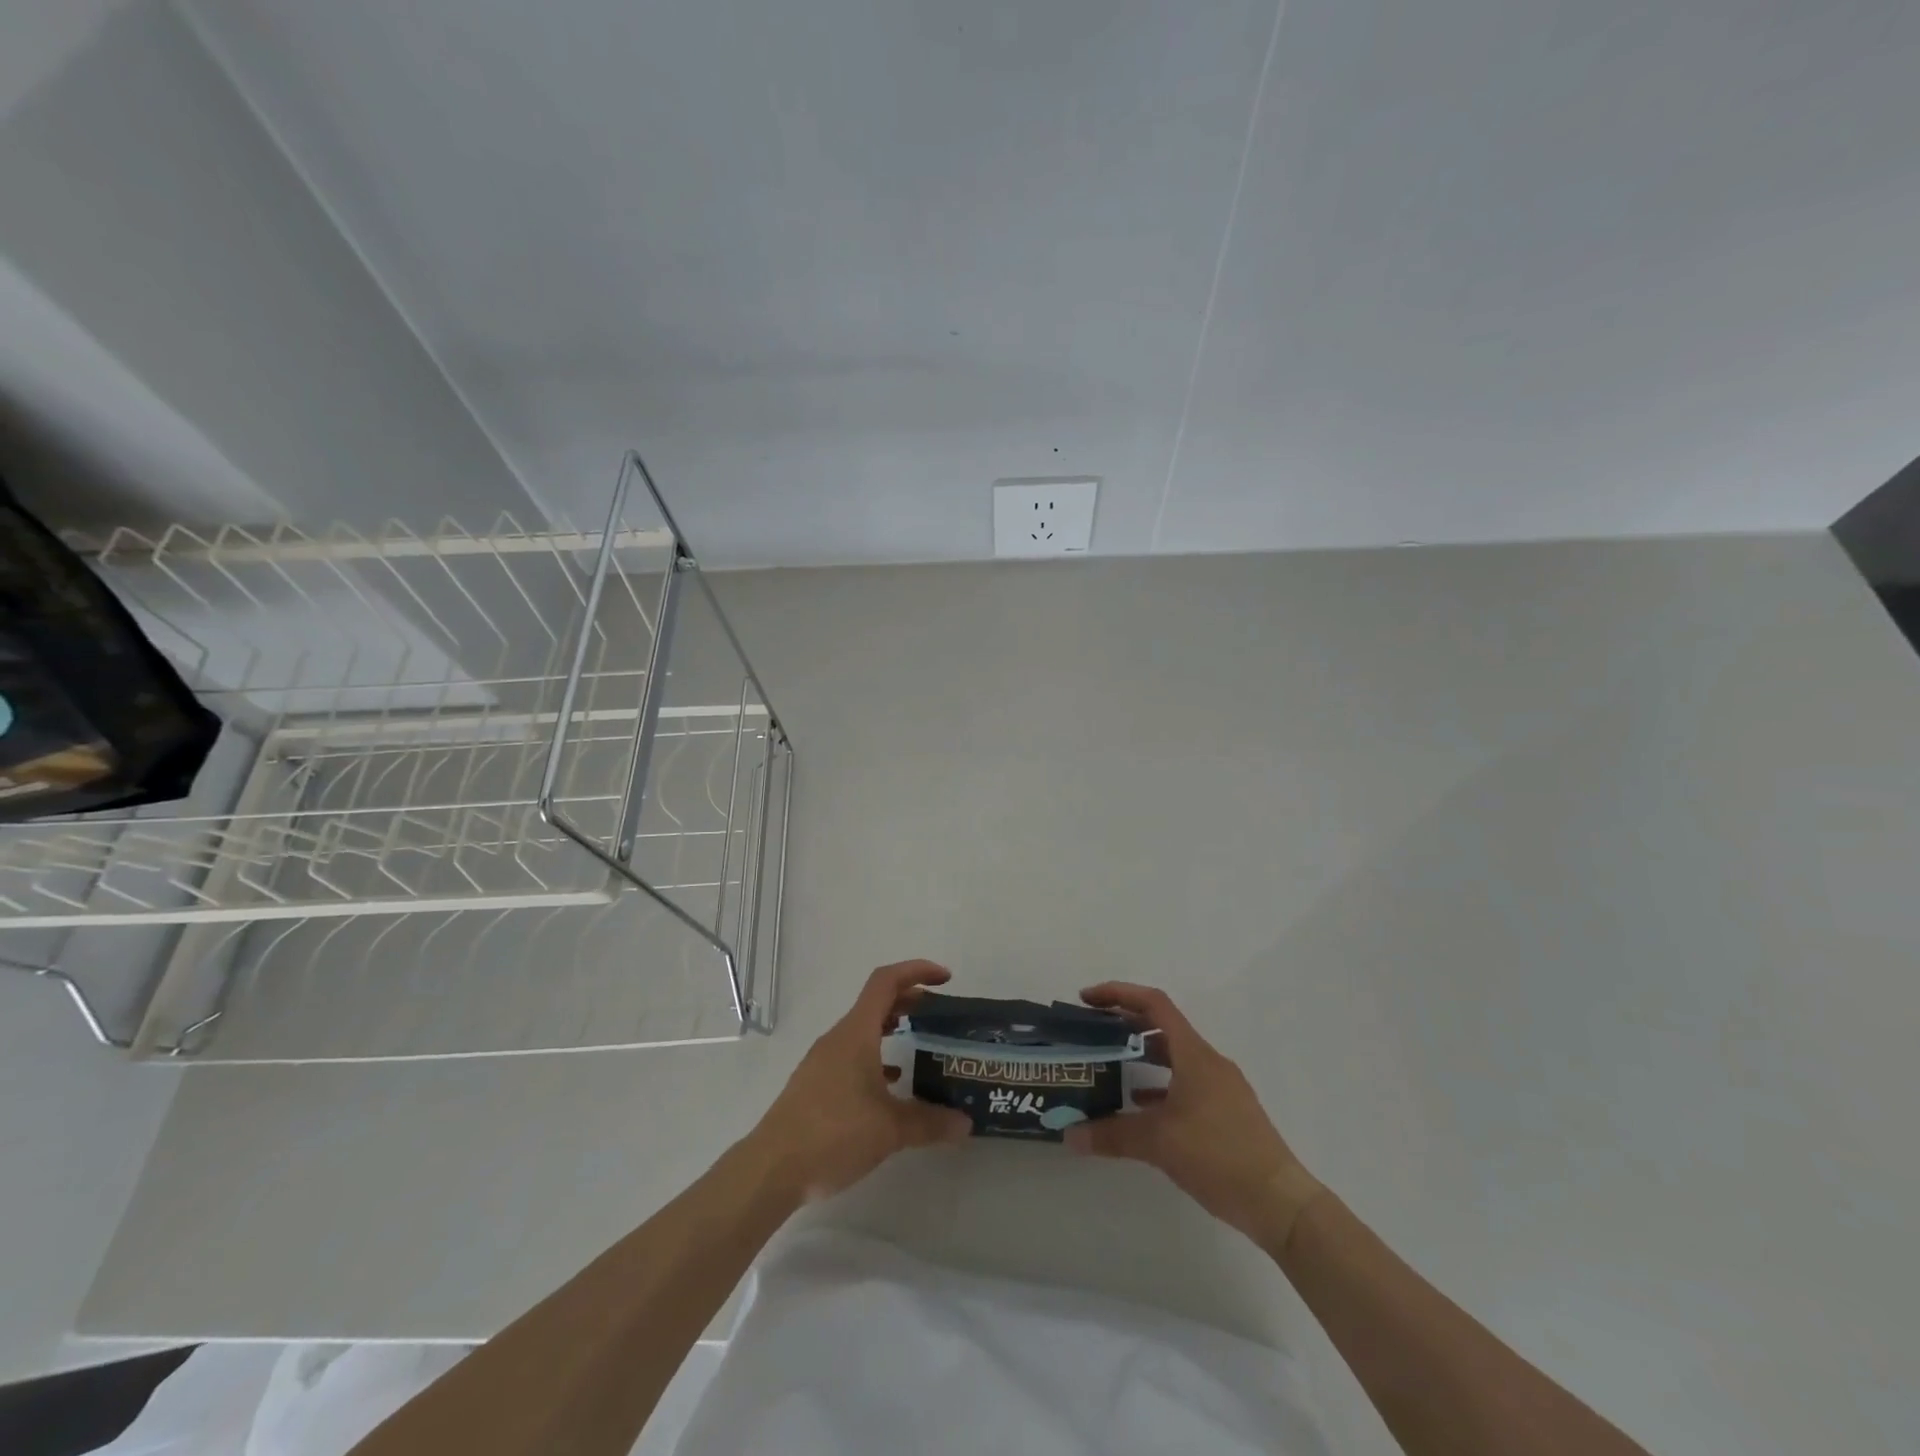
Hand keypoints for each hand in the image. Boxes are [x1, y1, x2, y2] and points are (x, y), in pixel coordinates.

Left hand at [744, 960, 970, 1203]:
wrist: (772, 1169)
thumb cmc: (833, 1134)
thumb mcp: (890, 1129)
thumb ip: (930, 1122)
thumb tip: (965, 1123)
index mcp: (856, 1033)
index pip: (886, 981)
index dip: (916, 971)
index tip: (944, 978)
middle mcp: (839, 1038)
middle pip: (876, 1002)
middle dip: (909, 1000)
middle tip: (939, 1014)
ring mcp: (824, 1061)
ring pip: (863, 1030)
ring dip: (892, 1028)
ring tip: (920, 1045)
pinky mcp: (816, 1084)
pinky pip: (852, 1055)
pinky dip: (876, 1057)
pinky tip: (891, 1085)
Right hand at [1065, 982, 1324, 1249]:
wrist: (1280, 1202)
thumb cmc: (1219, 1156)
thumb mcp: (1159, 1143)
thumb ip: (1112, 1135)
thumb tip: (1070, 1136)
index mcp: (1194, 1054)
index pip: (1154, 1004)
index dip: (1119, 994)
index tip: (1088, 1000)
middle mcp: (1208, 1062)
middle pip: (1162, 1027)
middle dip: (1126, 1025)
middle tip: (1093, 1033)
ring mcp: (1221, 1087)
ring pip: (1174, 1057)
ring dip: (1142, 1056)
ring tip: (1110, 1068)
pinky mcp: (1227, 1112)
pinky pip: (1185, 1084)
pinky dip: (1159, 1086)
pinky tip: (1141, 1108)